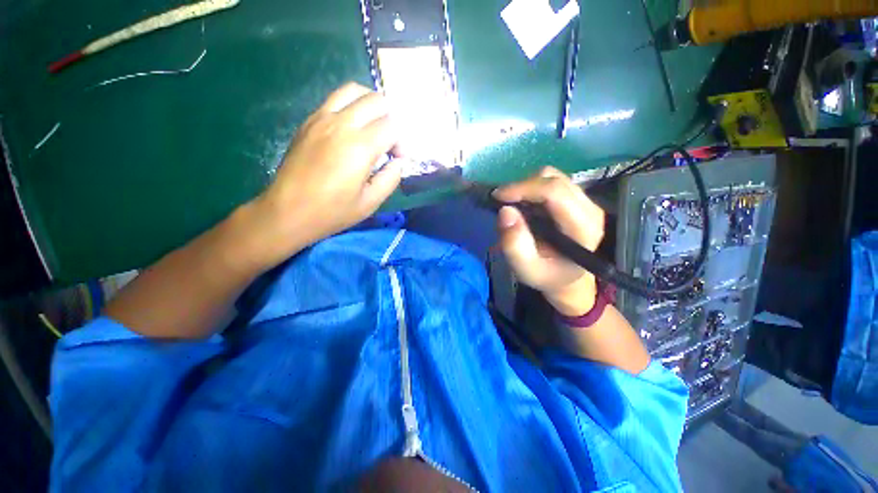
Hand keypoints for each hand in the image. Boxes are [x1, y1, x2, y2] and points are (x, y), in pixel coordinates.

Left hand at [248, 83, 402, 265]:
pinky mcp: (309, 120)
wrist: (288, 211)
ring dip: (371, 104)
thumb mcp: (370, 202)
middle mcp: (342, 124)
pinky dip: (351, 106)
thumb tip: (399, 162)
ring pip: (354, 90)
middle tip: (387, 143)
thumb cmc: (332, 212)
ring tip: (373, 126)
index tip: (397, 159)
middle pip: (377, 100)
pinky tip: (352, 128)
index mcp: (360, 147)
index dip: (401, 142)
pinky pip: (335, 99)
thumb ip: (391, 178)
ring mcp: (322, 118)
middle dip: (390, 119)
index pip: (392, 126)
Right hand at [494, 167, 604, 316]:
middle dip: (522, 187)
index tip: (498, 197)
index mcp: (582, 228)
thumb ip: (514, 245)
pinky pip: (551, 182)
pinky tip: (524, 205)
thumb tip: (505, 211)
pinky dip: (532, 188)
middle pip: (553, 179)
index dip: (524, 188)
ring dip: (527, 187)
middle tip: (502, 202)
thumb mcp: (526, 269)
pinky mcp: (577, 199)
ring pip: (552, 176)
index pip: (555, 192)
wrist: (566, 278)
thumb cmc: (547, 276)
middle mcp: (589, 209)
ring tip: (513, 205)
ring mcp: (585, 201)